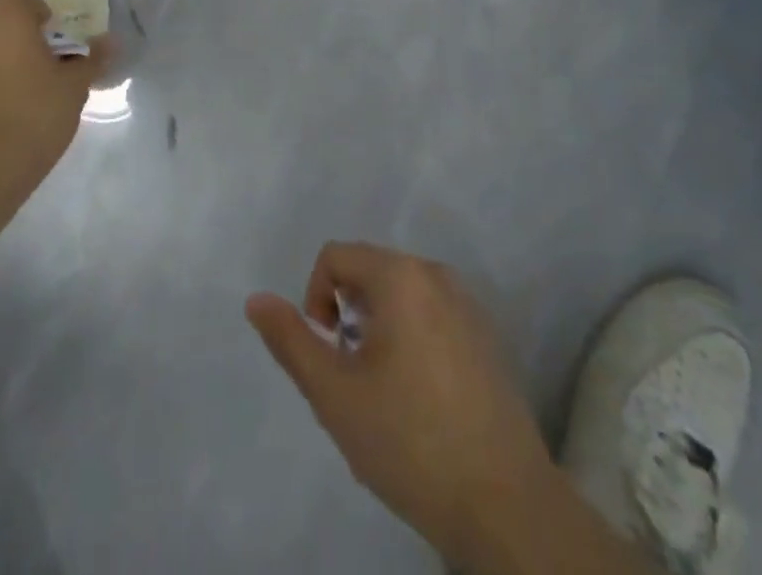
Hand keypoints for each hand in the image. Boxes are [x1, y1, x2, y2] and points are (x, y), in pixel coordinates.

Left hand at [0, 0, 111, 193]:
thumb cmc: (35, 117)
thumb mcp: (75, 88)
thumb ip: (92, 59)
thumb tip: (110, 41)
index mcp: (6, 24)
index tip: (46, 26)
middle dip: (23, 39)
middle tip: (49, 69)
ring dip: (5, 66)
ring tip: (30, 100)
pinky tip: (9, 122)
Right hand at [246, 243, 557, 571]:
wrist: (506, 505)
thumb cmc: (410, 440)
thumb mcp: (334, 394)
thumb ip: (291, 340)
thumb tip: (256, 299)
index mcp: (400, 276)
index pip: (336, 256)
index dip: (315, 298)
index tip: (326, 352)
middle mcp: (436, 274)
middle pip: (370, 272)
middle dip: (349, 315)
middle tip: (352, 376)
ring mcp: (469, 305)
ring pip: (402, 296)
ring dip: (379, 327)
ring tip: (384, 390)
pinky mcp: (489, 338)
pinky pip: (433, 316)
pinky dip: (413, 338)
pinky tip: (422, 399)